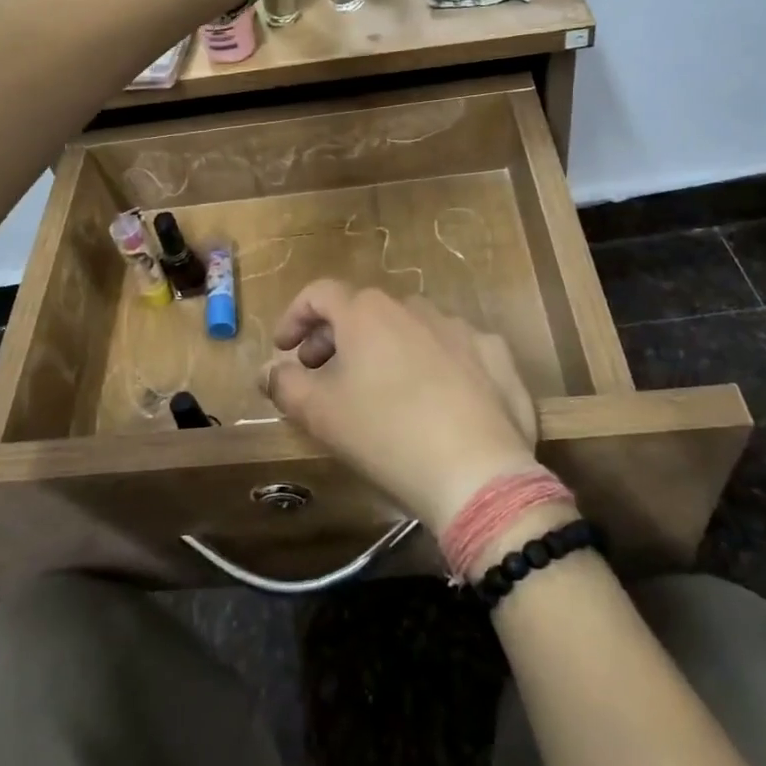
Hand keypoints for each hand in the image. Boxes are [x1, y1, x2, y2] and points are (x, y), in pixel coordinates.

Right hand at [260, 282, 539, 535]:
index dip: (295, 316)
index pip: (319, 293)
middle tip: (321, 372)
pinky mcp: (496, 356)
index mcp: (367, 312)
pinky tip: (436, 401)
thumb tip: (269, 370)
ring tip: (379, 389)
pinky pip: (453, 351)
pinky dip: (434, 365)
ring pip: (410, 329)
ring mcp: (461, 328)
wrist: (478, 472)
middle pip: (364, 310)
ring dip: (386, 348)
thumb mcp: (319, 414)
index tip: (284, 349)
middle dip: (335, 337)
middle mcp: (415, 307)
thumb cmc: (385, 435)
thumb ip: (285, 384)